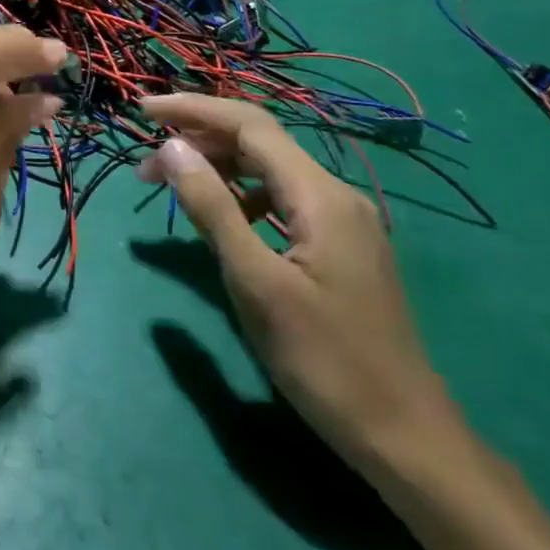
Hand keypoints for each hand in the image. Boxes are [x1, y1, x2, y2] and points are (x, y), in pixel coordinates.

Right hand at [139, 94, 458, 478]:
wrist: (407, 440)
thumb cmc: (325, 361)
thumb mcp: (256, 283)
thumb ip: (212, 208)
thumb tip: (171, 147)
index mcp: (320, 196)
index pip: (249, 125)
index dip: (192, 109)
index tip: (142, 110)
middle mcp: (335, 194)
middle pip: (259, 142)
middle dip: (200, 139)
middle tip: (146, 165)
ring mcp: (342, 221)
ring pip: (270, 170)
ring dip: (218, 167)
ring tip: (172, 187)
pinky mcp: (340, 246)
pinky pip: (281, 199)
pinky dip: (242, 195)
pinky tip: (222, 219)